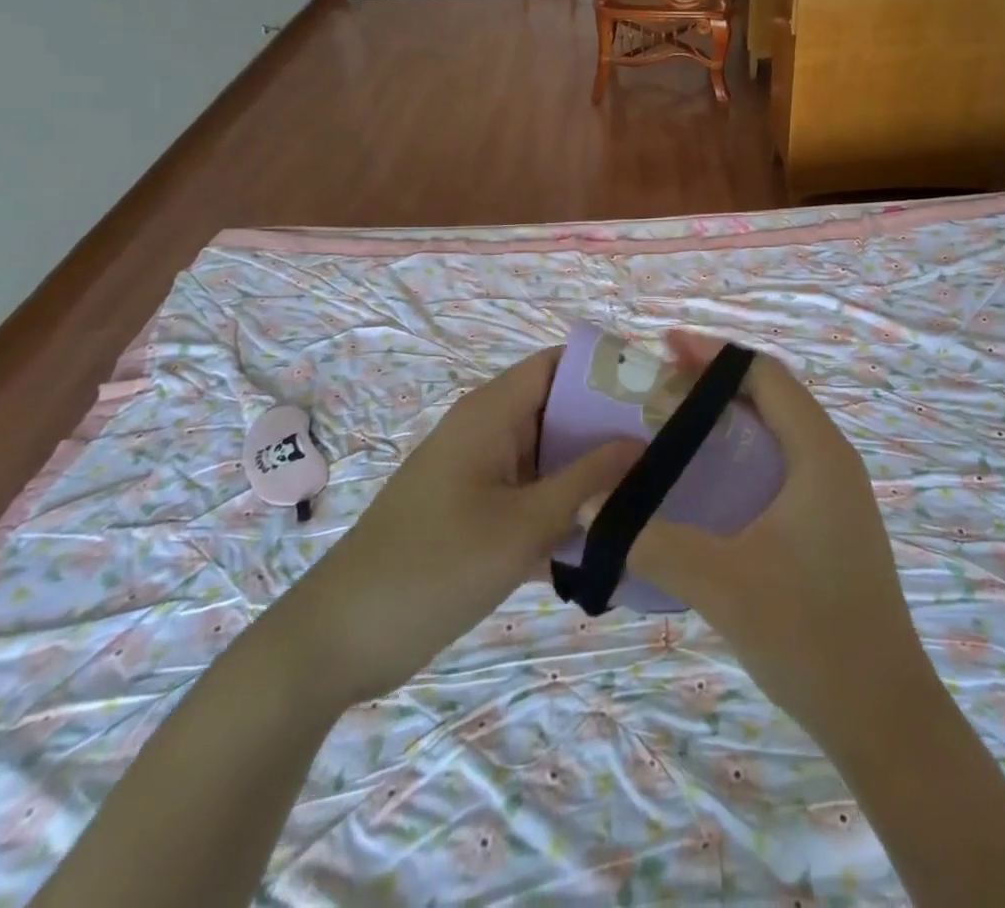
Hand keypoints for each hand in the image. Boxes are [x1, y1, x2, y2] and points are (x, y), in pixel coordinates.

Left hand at [285, 348, 637, 703]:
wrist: (338, 640)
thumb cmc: (434, 567)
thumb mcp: (524, 525)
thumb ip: (589, 480)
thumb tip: (643, 441)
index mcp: (492, 411)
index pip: (560, 364)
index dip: (608, 371)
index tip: (658, 396)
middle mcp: (487, 429)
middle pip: (560, 408)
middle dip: (610, 426)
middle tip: (667, 450)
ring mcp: (479, 470)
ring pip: (549, 453)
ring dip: (590, 470)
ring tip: (651, 489)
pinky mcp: (474, 507)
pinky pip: (532, 489)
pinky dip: (564, 502)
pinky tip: (605, 533)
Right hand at [621, 332, 934, 740]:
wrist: (883, 715)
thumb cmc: (810, 636)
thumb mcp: (721, 584)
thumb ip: (652, 540)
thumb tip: (589, 505)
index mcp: (819, 454)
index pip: (766, 375)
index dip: (714, 354)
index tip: (665, 347)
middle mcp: (833, 460)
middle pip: (773, 395)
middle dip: (717, 380)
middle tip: (660, 383)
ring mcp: (837, 493)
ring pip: (779, 430)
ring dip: (731, 416)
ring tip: (677, 421)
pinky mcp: (832, 523)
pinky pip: (783, 462)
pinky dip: (744, 451)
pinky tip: (710, 480)